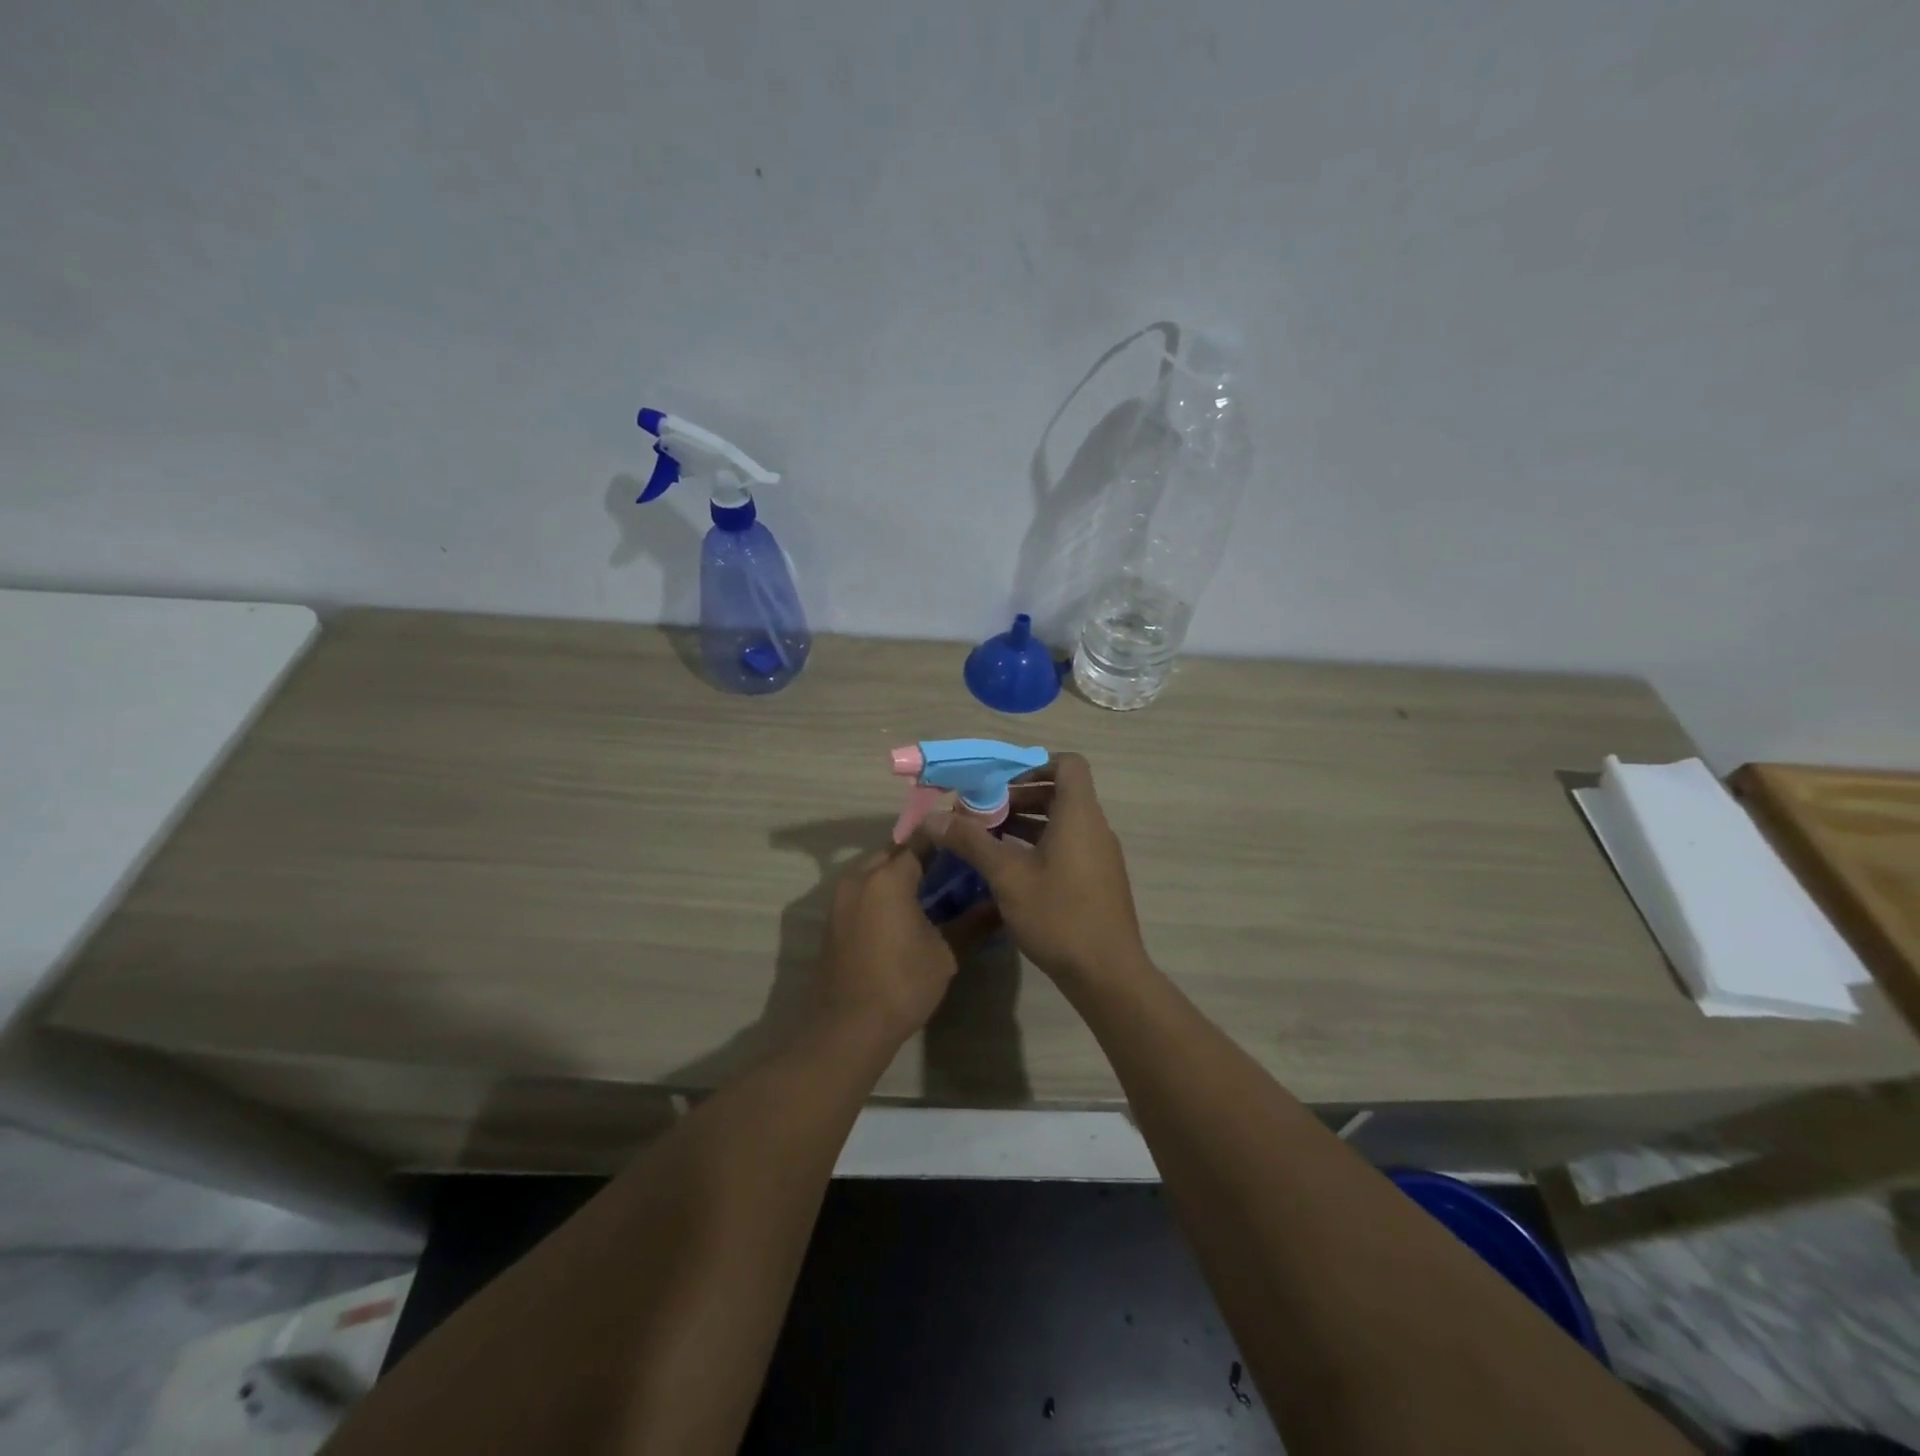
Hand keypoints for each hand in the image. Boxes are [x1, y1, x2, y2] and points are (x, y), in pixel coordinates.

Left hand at [815, 845, 970, 1047]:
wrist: (847, 1028)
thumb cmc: (902, 985)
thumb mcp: (946, 954)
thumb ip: (973, 922)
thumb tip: (1001, 904)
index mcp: (888, 878)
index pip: (921, 840)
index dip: (947, 838)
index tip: (969, 843)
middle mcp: (860, 877)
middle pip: (896, 851)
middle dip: (924, 855)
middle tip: (955, 869)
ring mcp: (841, 897)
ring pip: (877, 870)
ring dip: (902, 873)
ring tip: (935, 890)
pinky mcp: (834, 917)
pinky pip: (864, 890)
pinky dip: (885, 891)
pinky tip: (907, 912)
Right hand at [925, 753, 1148, 988]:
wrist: (1107, 974)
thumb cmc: (1058, 915)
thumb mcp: (1007, 876)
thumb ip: (971, 841)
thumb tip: (933, 817)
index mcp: (1079, 815)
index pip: (1068, 764)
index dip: (1035, 765)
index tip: (1001, 783)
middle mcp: (1095, 828)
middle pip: (1060, 793)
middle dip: (1020, 797)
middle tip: (983, 813)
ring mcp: (1100, 856)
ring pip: (1062, 823)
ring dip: (1026, 823)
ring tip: (988, 840)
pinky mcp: (1098, 880)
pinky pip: (1068, 847)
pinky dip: (1040, 846)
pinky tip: (1010, 870)